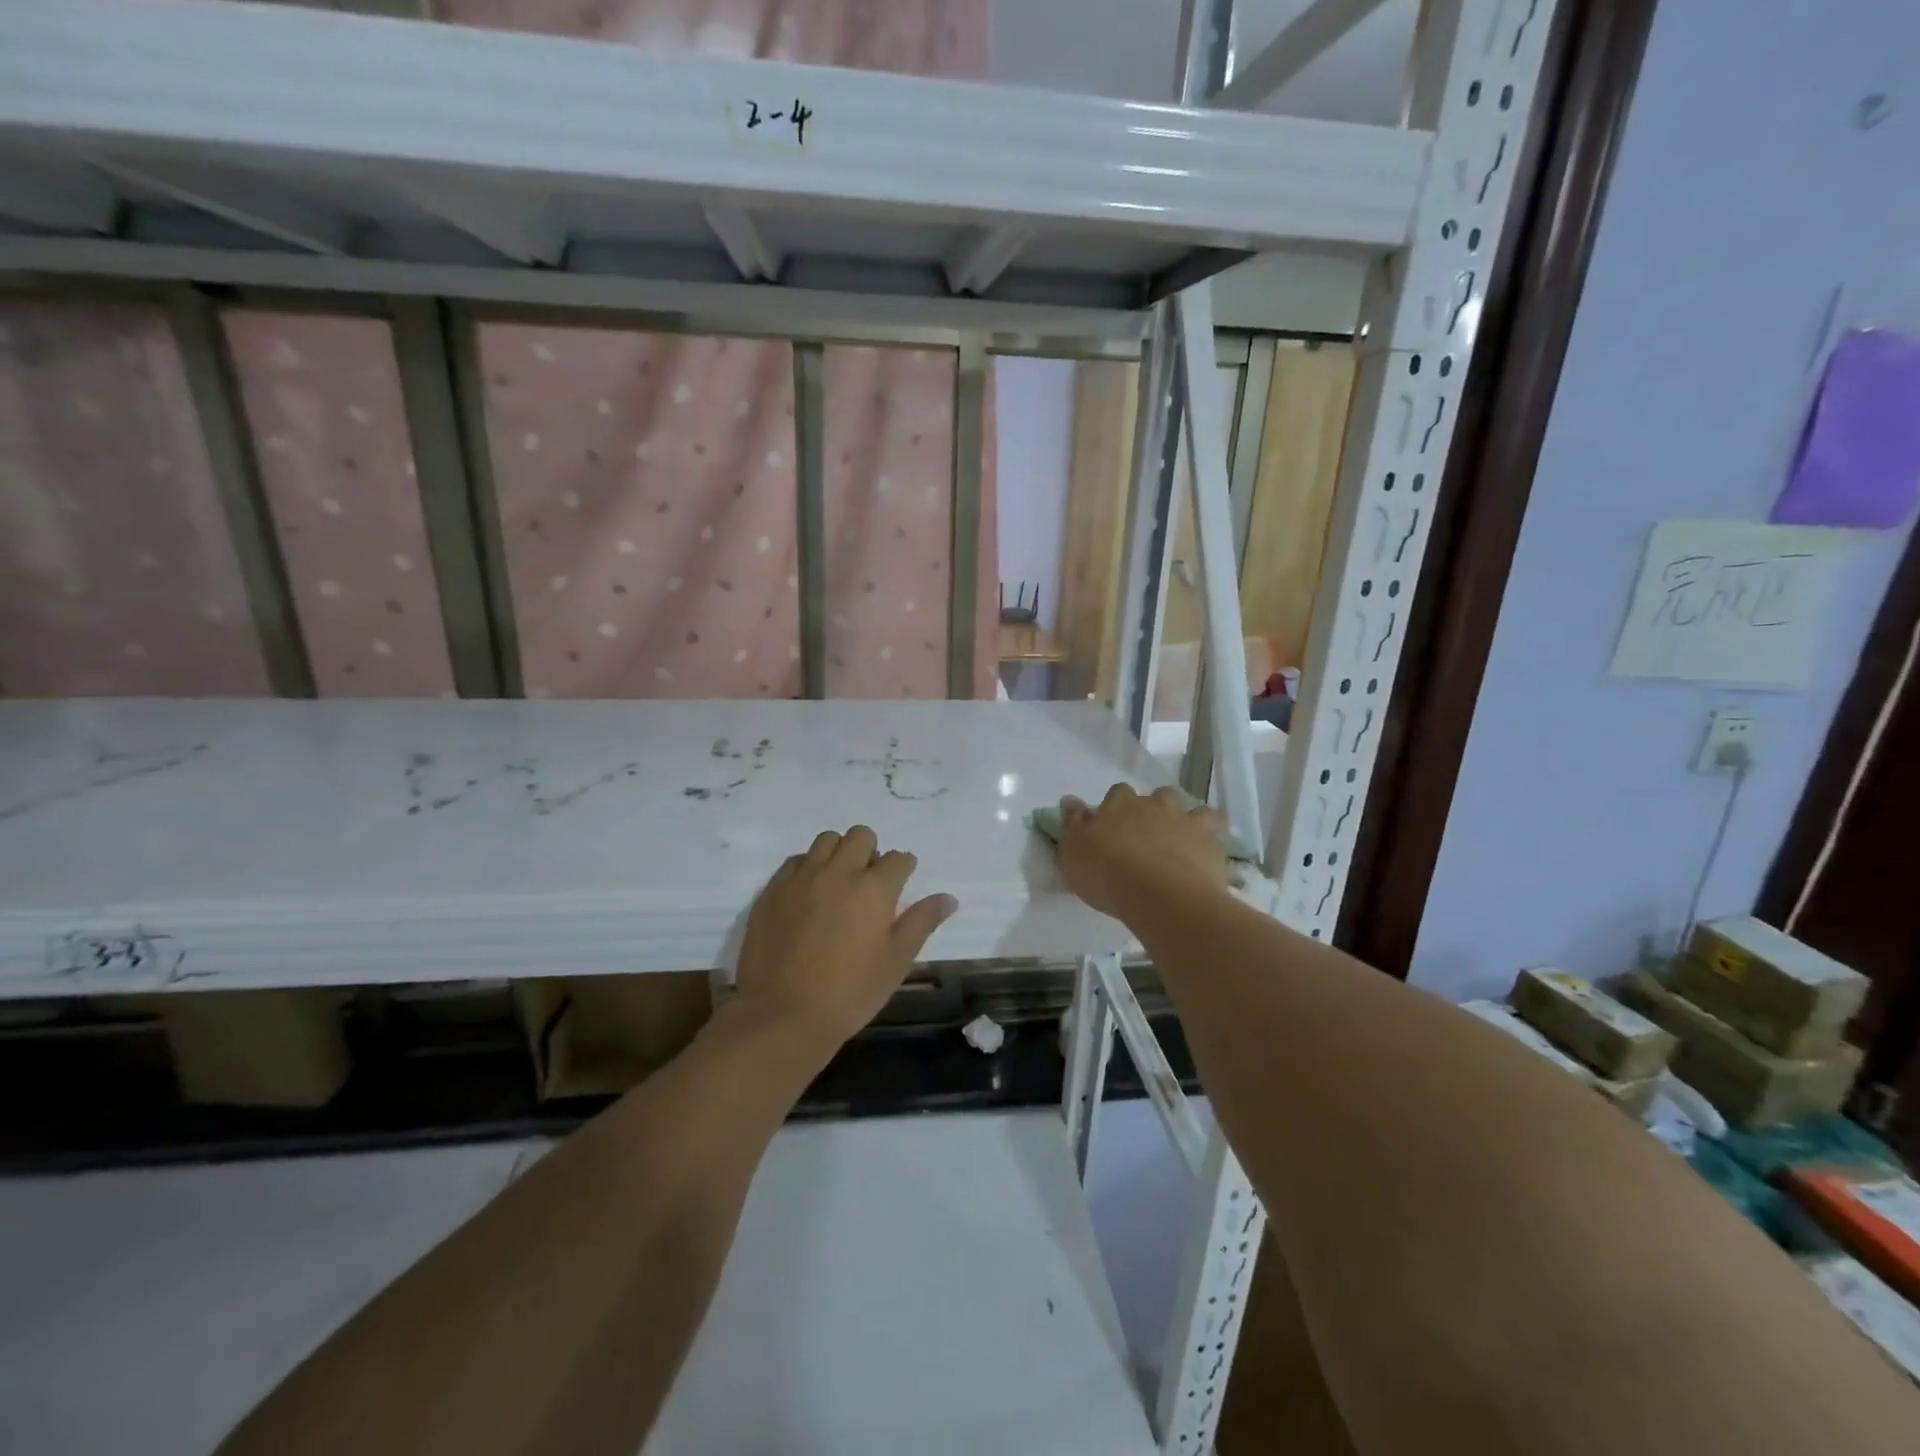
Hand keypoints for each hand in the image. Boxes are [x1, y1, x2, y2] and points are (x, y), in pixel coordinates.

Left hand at [733, 825, 956, 1050]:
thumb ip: (922, 923)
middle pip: (860, 836)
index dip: (904, 868)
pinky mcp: (773, 889)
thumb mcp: (896, 962)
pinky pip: (795, 862)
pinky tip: (808, 895)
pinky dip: (807, 868)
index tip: (901, 883)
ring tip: (837, 883)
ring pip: (826, 840)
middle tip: (869, 883)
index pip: (899, 858)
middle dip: (871, 852)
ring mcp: (801, 877)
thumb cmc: (849, 993)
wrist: (782, 1015)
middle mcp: (838, 871)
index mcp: (874, 888)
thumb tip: (948, 898)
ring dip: (838, 853)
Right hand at [1056, 784, 1233, 920]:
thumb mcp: (1073, 852)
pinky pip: (1216, 829)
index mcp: (1119, 804)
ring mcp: (1185, 820)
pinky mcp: (1210, 840)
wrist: (1158, 893)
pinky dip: (1212, 836)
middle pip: (1157, 796)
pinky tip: (1207, 852)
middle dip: (1154, 809)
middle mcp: (1154, 805)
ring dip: (1186, 819)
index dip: (1116, 807)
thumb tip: (1069, 801)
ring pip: (1190, 807)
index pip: (1117, 793)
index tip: (1113, 826)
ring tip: (1182, 842)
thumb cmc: (1106, 874)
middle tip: (1148, 835)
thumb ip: (1073, 824)